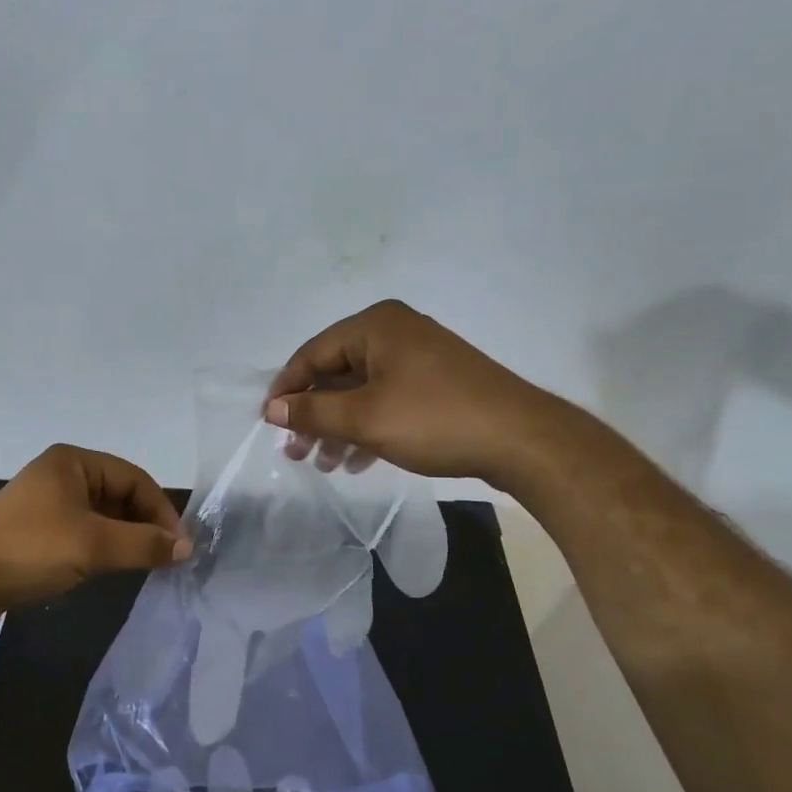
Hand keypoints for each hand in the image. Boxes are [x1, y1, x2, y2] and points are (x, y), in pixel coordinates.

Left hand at [0, 444, 190, 623]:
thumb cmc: (31, 549)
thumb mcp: (95, 545)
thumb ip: (145, 544)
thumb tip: (186, 548)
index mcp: (74, 462)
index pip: (135, 479)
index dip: (162, 510)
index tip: (180, 546)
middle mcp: (61, 474)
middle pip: (119, 495)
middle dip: (145, 524)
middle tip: (165, 558)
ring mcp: (46, 503)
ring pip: (102, 516)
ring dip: (125, 538)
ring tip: (144, 565)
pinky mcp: (35, 530)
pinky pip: (82, 532)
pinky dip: (102, 547)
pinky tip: (110, 569)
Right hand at [264, 300, 564, 486]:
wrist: (521, 440)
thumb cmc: (433, 420)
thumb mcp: (364, 418)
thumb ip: (313, 411)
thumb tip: (272, 408)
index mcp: (375, 326)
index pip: (312, 354)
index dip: (286, 390)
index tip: (270, 425)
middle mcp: (395, 332)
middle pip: (335, 373)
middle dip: (313, 415)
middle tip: (296, 453)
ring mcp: (418, 357)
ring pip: (360, 391)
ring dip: (338, 427)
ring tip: (325, 464)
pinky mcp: (436, 383)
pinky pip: (386, 400)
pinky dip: (367, 428)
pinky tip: (357, 461)